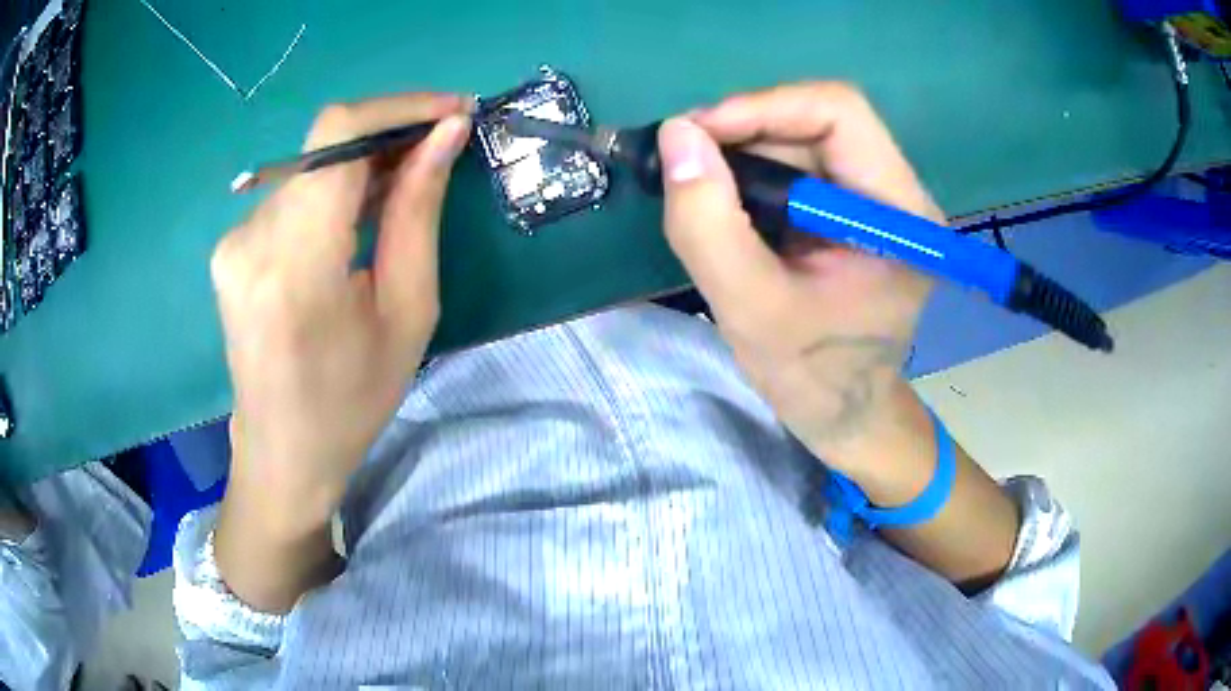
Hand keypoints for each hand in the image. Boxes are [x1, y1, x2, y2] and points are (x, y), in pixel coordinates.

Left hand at [211, 93, 470, 534]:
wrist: (283, 453)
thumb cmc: (352, 401)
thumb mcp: (407, 313)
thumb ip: (418, 213)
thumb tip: (446, 136)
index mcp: (294, 265)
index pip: (337, 136)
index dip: (399, 106)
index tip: (451, 111)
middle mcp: (250, 240)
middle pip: (324, 144)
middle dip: (390, 132)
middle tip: (442, 147)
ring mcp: (233, 242)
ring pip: (309, 166)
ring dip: (364, 161)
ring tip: (408, 182)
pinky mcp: (231, 247)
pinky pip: (292, 193)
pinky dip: (334, 187)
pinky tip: (360, 213)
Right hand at [658, 82, 940, 475]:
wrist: (845, 415)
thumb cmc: (813, 379)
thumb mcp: (752, 311)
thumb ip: (709, 226)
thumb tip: (676, 135)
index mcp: (900, 215)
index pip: (841, 115)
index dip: (764, 107)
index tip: (695, 134)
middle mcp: (898, 193)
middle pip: (820, 121)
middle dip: (746, 130)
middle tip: (684, 160)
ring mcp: (877, 200)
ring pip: (804, 139)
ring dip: (744, 151)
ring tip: (698, 185)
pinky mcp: (854, 210)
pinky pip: (799, 165)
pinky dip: (753, 172)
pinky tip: (725, 201)